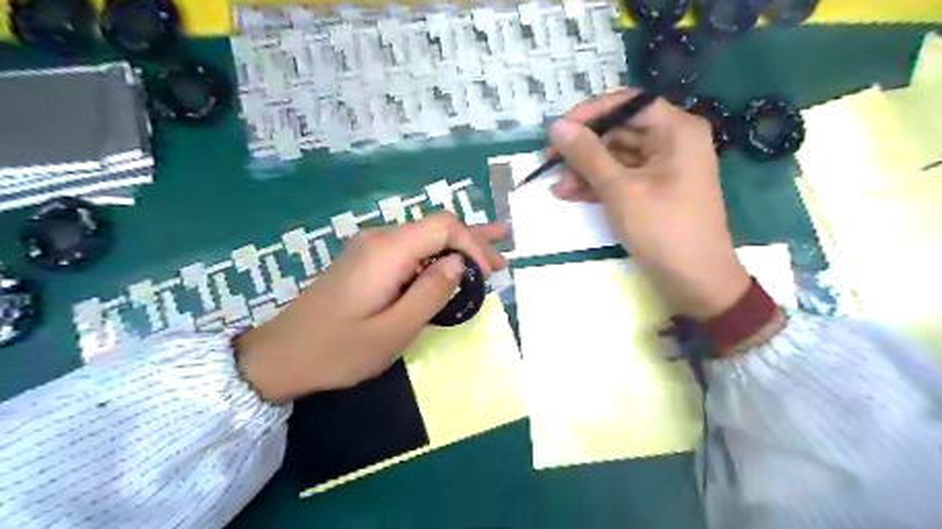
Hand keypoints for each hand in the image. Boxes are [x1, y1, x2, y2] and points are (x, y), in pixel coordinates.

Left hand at [233, 213, 506, 401]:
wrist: (281, 355)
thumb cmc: (338, 350)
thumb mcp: (393, 331)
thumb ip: (430, 294)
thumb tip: (458, 264)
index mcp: (387, 252)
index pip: (443, 227)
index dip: (472, 245)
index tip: (487, 276)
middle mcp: (380, 239)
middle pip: (436, 226)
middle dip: (473, 242)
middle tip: (503, 259)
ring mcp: (371, 248)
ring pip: (425, 237)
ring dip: (458, 247)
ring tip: (492, 253)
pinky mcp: (367, 261)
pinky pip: (410, 250)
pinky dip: (437, 255)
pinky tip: (454, 261)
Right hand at [545, 90, 751, 320]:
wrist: (694, 282)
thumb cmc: (663, 230)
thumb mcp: (620, 190)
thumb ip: (588, 155)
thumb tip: (556, 125)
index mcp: (676, 130)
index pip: (628, 104)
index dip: (590, 114)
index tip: (558, 130)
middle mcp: (672, 142)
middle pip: (619, 131)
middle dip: (583, 147)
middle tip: (548, 160)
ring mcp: (662, 169)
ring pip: (615, 157)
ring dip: (584, 170)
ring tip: (555, 184)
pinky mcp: (651, 192)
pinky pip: (620, 178)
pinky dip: (596, 185)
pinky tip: (568, 194)